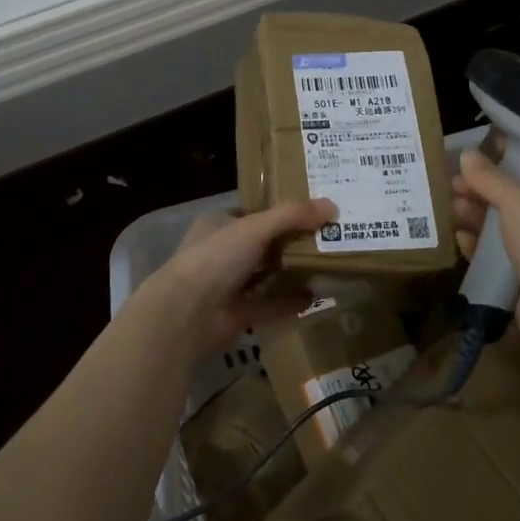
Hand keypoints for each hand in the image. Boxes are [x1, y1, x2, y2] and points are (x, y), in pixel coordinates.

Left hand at [134, 199, 337, 362]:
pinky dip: (289, 302)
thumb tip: (332, 205)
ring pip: (266, 275)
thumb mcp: (256, 228)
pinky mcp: (236, 314)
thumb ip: (292, 216)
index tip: (313, 211)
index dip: (281, 211)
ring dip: (292, 272)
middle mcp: (221, 252)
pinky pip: (268, 305)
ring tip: (327, 265)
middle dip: (292, 242)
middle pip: (263, 244)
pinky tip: (315, 297)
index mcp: (218, 224)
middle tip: (328, 237)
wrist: (186, 315)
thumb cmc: (216, 258)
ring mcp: (227, 285)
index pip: (253, 213)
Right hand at [452, 150, 519, 357]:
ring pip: (505, 226)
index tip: (476, 156)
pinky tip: (459, 239)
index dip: (507, 159)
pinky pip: (499, 255)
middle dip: (483, 191)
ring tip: (451, 208)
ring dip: (477, 216)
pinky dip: (479, 246)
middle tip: (453, 185)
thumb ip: (490, 178)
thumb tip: (466, 154)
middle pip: (516, 197)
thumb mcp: (518, 201)